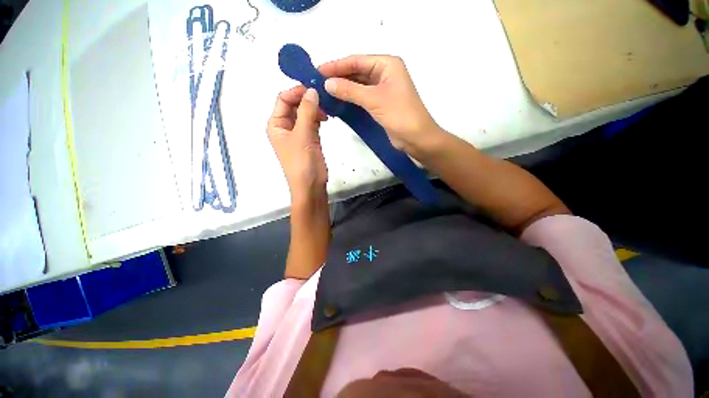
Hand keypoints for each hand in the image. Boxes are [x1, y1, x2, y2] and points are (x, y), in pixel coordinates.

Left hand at [267, 86, 328, 202]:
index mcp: (276, 124)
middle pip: (294, 105)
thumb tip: (312, 90)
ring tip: (328, 110)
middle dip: (307, 100)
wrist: (311, 186)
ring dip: (315, 109)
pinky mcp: (309, 140)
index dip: (297, 91)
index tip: (315, 88)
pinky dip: (319, 118)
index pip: (283, 99)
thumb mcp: (303, 135)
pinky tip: (327, 118)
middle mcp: (285, 127)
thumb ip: (307, 111)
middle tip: (324, 98)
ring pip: (305, 114)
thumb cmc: (302, 163)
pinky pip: (312, 123)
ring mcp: (298, 133)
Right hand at [320, 55, 443, 156]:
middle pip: (357, 72)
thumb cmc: (399, 114)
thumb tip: (327, 83)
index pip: (357, 60)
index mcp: (387, 64)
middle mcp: (384, 73)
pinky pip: (362, 97)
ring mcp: (382, 89)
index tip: (318, 71)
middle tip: (318, 83)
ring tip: (324, 92)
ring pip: (358, 85)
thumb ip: (350, 90)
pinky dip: (350, 99)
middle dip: (339, 77)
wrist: (416, 138)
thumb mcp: (374, 99)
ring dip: (343, 88)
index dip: (337, 65)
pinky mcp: (380, 104)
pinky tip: (338, 101)